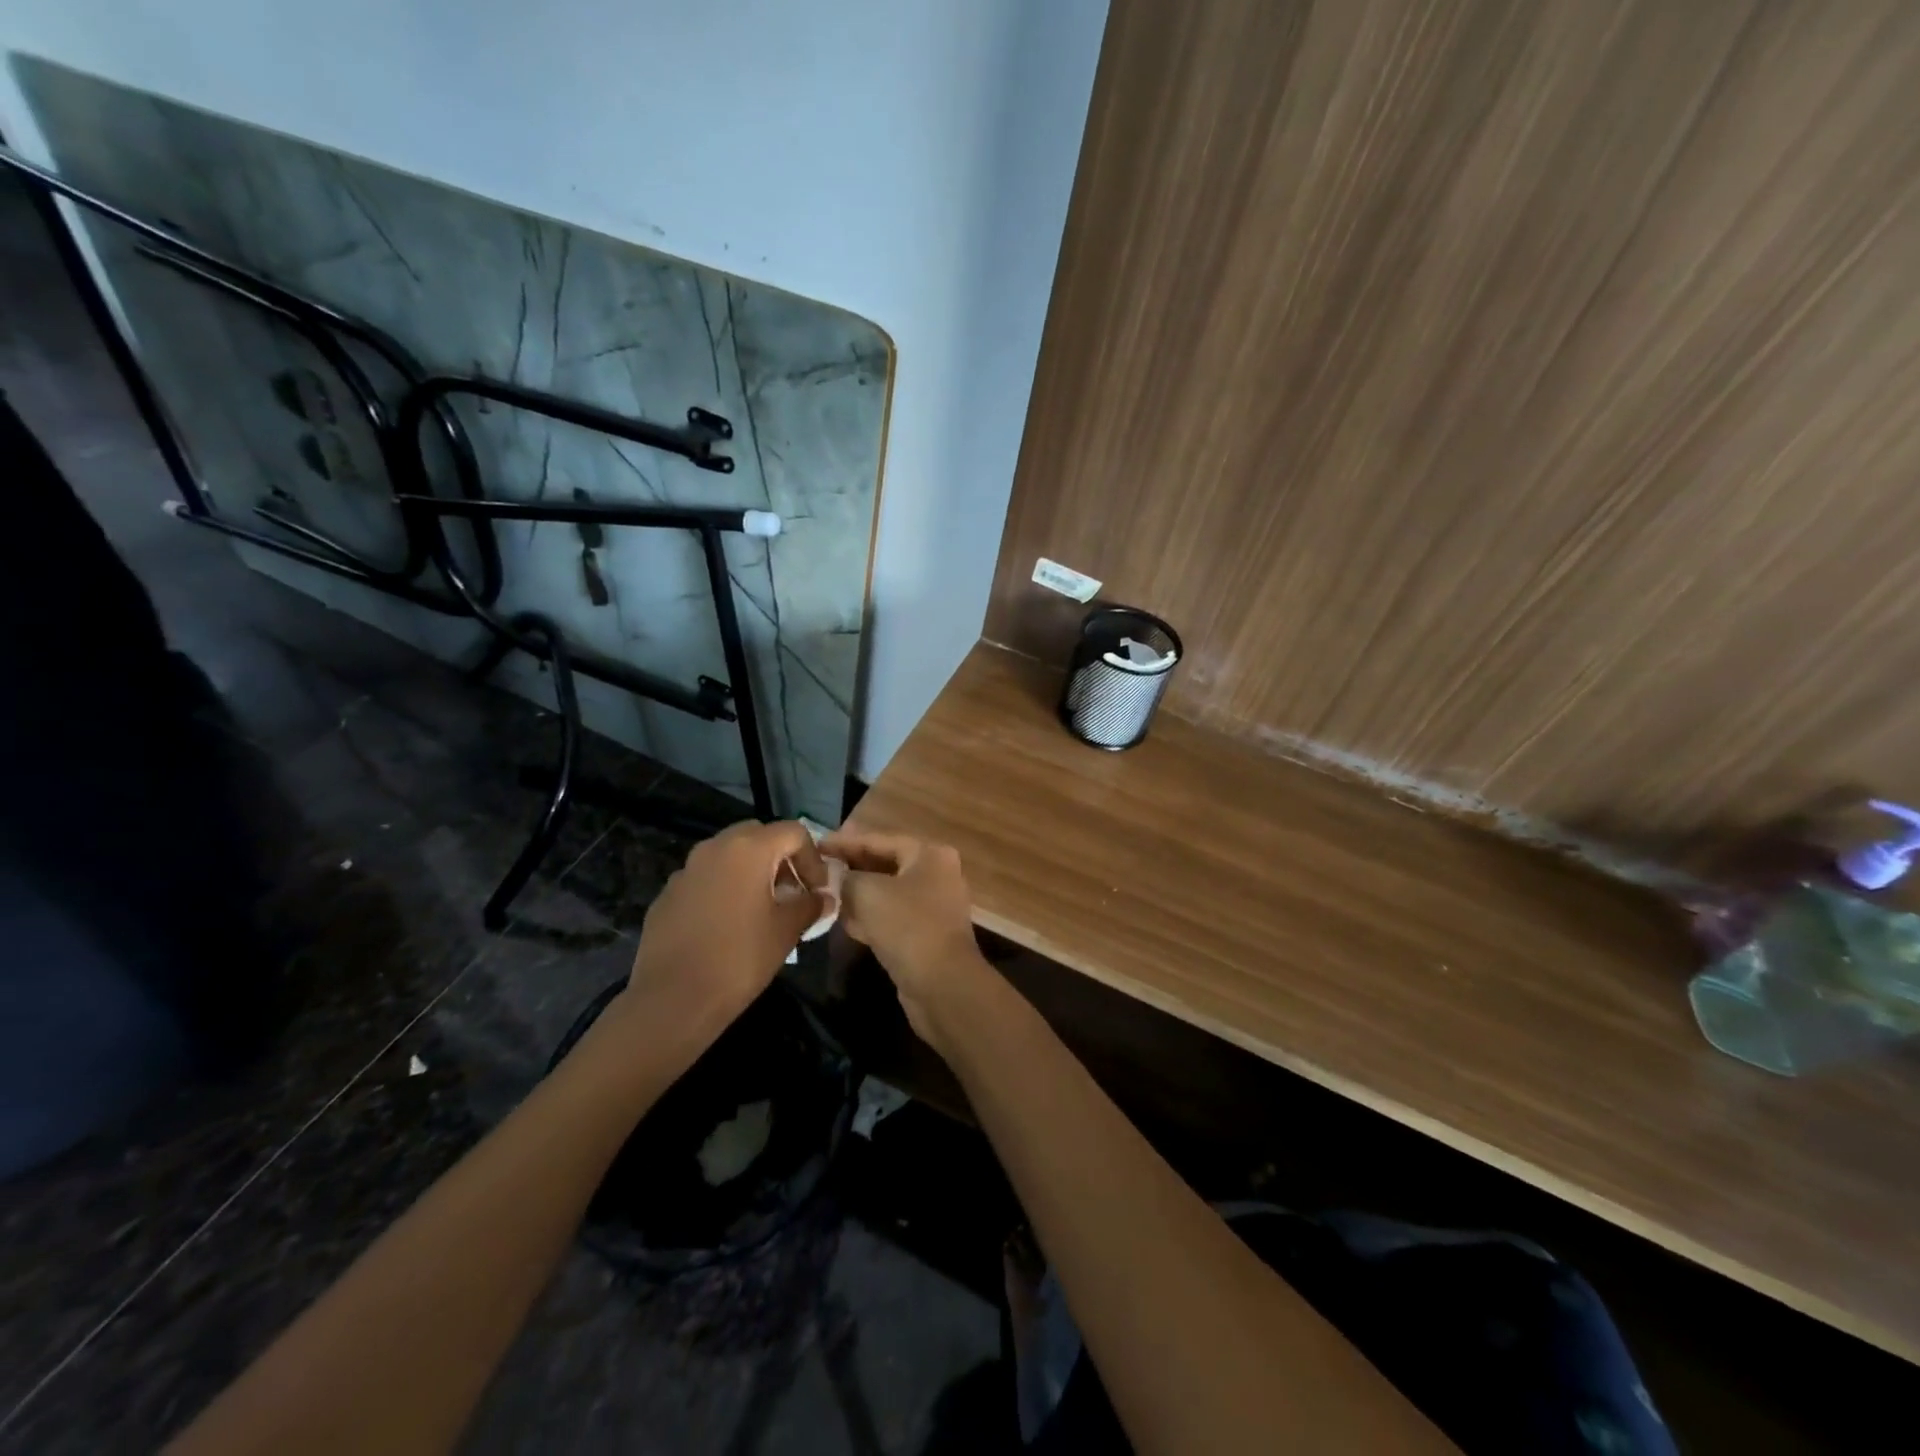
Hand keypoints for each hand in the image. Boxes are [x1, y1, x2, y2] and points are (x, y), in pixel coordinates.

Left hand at [625, 820, 825, 1027]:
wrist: (672, 999)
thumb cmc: (739, 958)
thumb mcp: (786, 931)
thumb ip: (810, 905)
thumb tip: (823, 898)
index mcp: (749, 849)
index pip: (794, 832)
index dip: (813, 858)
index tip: (818, 890)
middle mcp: (714, 848)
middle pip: (758, 835)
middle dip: (781, 858)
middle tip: (792, 891)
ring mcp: (686, 870)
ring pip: (728, 856)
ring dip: (751, 872)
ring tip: (762, 909)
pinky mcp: (668, 895)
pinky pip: (705, 879)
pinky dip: (723, 889)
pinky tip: (727, 925)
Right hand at [818, 827, 988, 1046]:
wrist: (942, 985)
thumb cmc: (907, 926)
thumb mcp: (868, 893)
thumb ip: (845, 878)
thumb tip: (831, 875)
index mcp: (928, 854)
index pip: (878, 839)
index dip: (844, 842)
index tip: (814, 845)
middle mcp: (935, 874)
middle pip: (883, 863)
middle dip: (850, 868)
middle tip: (816, 869)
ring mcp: (931, 905)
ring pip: (885, 892)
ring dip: (856, 893)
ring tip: (823, 893)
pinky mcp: (924, 933)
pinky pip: (890, 916)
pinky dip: (868, 916)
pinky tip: (841, 919)